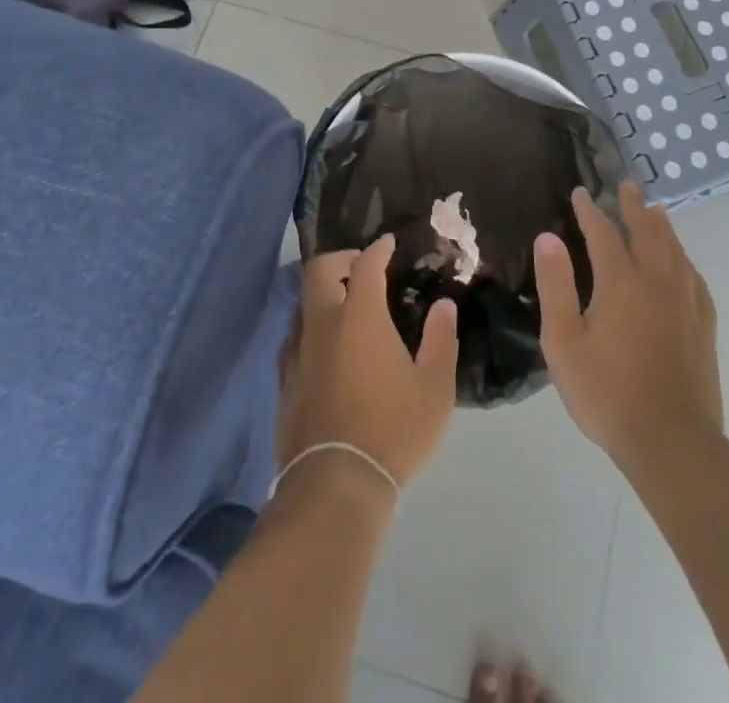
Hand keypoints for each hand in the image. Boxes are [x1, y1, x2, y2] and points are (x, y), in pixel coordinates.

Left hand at [276, 234, 458, 493]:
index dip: (378, 250)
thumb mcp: (433, 387)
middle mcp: (323, 324)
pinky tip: (327, 348)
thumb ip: (441, 339)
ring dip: (323, 294)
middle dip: (340, 260)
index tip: (388, 244)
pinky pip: (294, 337)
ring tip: (345, 308)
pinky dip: (312, 327)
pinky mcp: (285, 380)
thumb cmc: (393, 429)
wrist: (335, 483)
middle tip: (360, 268)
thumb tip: (444, 305)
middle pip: (320, 270)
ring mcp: (298, 352)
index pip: (365, 265)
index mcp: (359, 317)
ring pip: (303, 303)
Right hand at [533, 182, 723, 471]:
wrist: (671, 443)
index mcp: (621, 283)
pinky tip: (684, 264)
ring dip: (662, 227)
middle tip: (627, 185)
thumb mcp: (563, 342)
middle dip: (634, 207)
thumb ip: (556, 286)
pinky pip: (695, 280)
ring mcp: (685, 305)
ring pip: (675, 252)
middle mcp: (657, 283)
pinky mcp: (703, 328)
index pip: (603, 234)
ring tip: (656, 211)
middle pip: (647, 233)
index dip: (590, 211)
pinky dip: (685, 261)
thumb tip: (548, 238)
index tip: (581, 192)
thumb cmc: (607, 393)